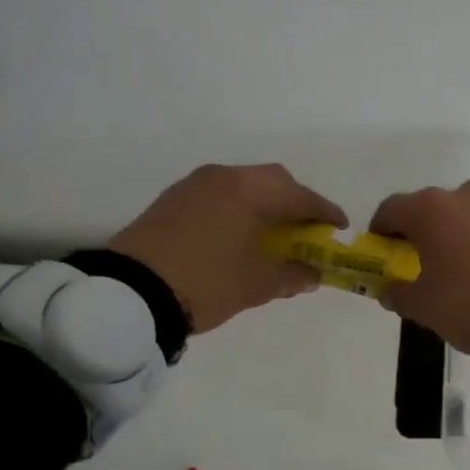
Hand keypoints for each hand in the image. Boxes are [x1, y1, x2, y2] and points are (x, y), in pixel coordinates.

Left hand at [110, 164, 347, 331]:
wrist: (130, 293)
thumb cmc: (207, 283)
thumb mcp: (258, 284)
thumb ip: (292, 274)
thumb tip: (312, 273)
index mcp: (252, 191)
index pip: (302, 197)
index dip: (325, 213)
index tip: (340, 229)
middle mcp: (225, 177)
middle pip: (273, 182)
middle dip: (295, 203)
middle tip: (306, 231)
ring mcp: (195, 185)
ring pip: (244, 186)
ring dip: (265, 205)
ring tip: (273, 236)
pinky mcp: (173, 199)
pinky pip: (220, 195)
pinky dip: (239, 209)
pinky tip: (239, 235)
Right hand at [370, 181, 469, 353]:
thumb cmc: (465, 303)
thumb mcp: (421, 305)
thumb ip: (396, 292)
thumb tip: (388, 289)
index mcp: (429, 209)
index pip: (391, 209)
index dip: (381, 231)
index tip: (382, 253)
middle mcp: (462, 195)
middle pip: (429, 208)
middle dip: (420, 231)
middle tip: (419, 262)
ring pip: (463, 213)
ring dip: (453, 231)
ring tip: (456, 265)